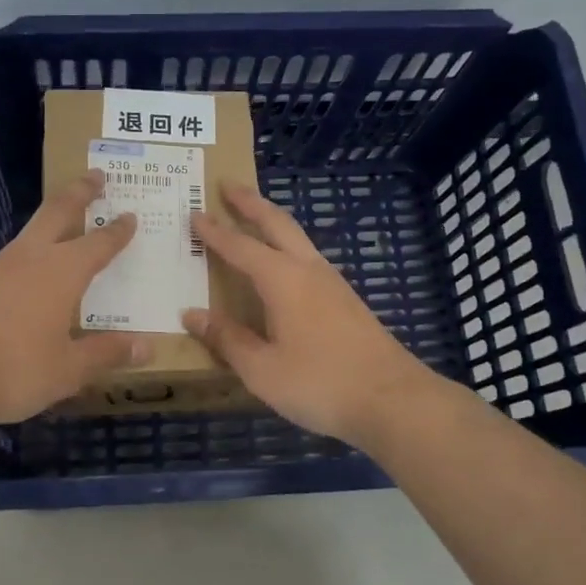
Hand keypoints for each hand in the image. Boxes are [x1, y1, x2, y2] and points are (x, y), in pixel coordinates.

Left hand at [0, 169, 148, 430]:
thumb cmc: (15, 369)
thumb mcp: (68, 369)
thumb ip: (106, 354)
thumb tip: (147, 348)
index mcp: (62, 272)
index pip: (98, 243)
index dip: (117, 231)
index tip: (131, 215)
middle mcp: (32, 258)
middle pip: (58, 212)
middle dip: (79, 192)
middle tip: (96, 176)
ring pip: (32, 231)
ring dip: (52, 218)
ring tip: (66, 221)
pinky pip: (15, 256)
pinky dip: (32, 250)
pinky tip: (33, 270)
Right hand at [183, 184, 433, 447]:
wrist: (393, 400)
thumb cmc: (320, 383)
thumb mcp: (262, 370)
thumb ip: (227, 339)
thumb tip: (192, 314)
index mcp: (282, 280)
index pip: (240, 247)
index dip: (214, 232)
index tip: (194, 213)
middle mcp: (308, 271)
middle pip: (277, 224)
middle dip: (251, 203)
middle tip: (228, 185)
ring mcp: (333, 284)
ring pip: (298, 238)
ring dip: (273, 221)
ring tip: (254, 216)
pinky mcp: (347, 301)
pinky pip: (308, 259)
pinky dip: (288, 246)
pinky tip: (285, 266)